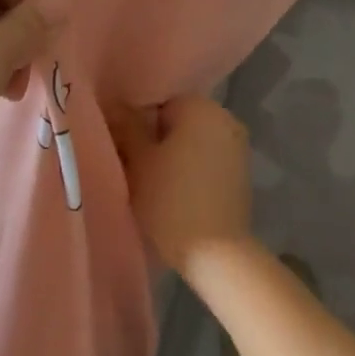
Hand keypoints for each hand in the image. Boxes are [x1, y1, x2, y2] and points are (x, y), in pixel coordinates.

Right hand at [111, 95, 253, 275]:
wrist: (216, 253)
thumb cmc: (170, 199)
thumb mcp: (138, 161)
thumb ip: (125, 128)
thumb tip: (113, 106)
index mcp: (200, 106)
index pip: (158, 102)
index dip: (135, 124)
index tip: (122, 149)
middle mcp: (225, 117)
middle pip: (177, 121)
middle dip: (154, 139)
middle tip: (132, 167)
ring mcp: (237, 146)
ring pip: (193, 142)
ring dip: (173, 156)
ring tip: (152, 184)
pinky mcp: (241, 173)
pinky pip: (208, 160)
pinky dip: (191, 170)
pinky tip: (176, 195)